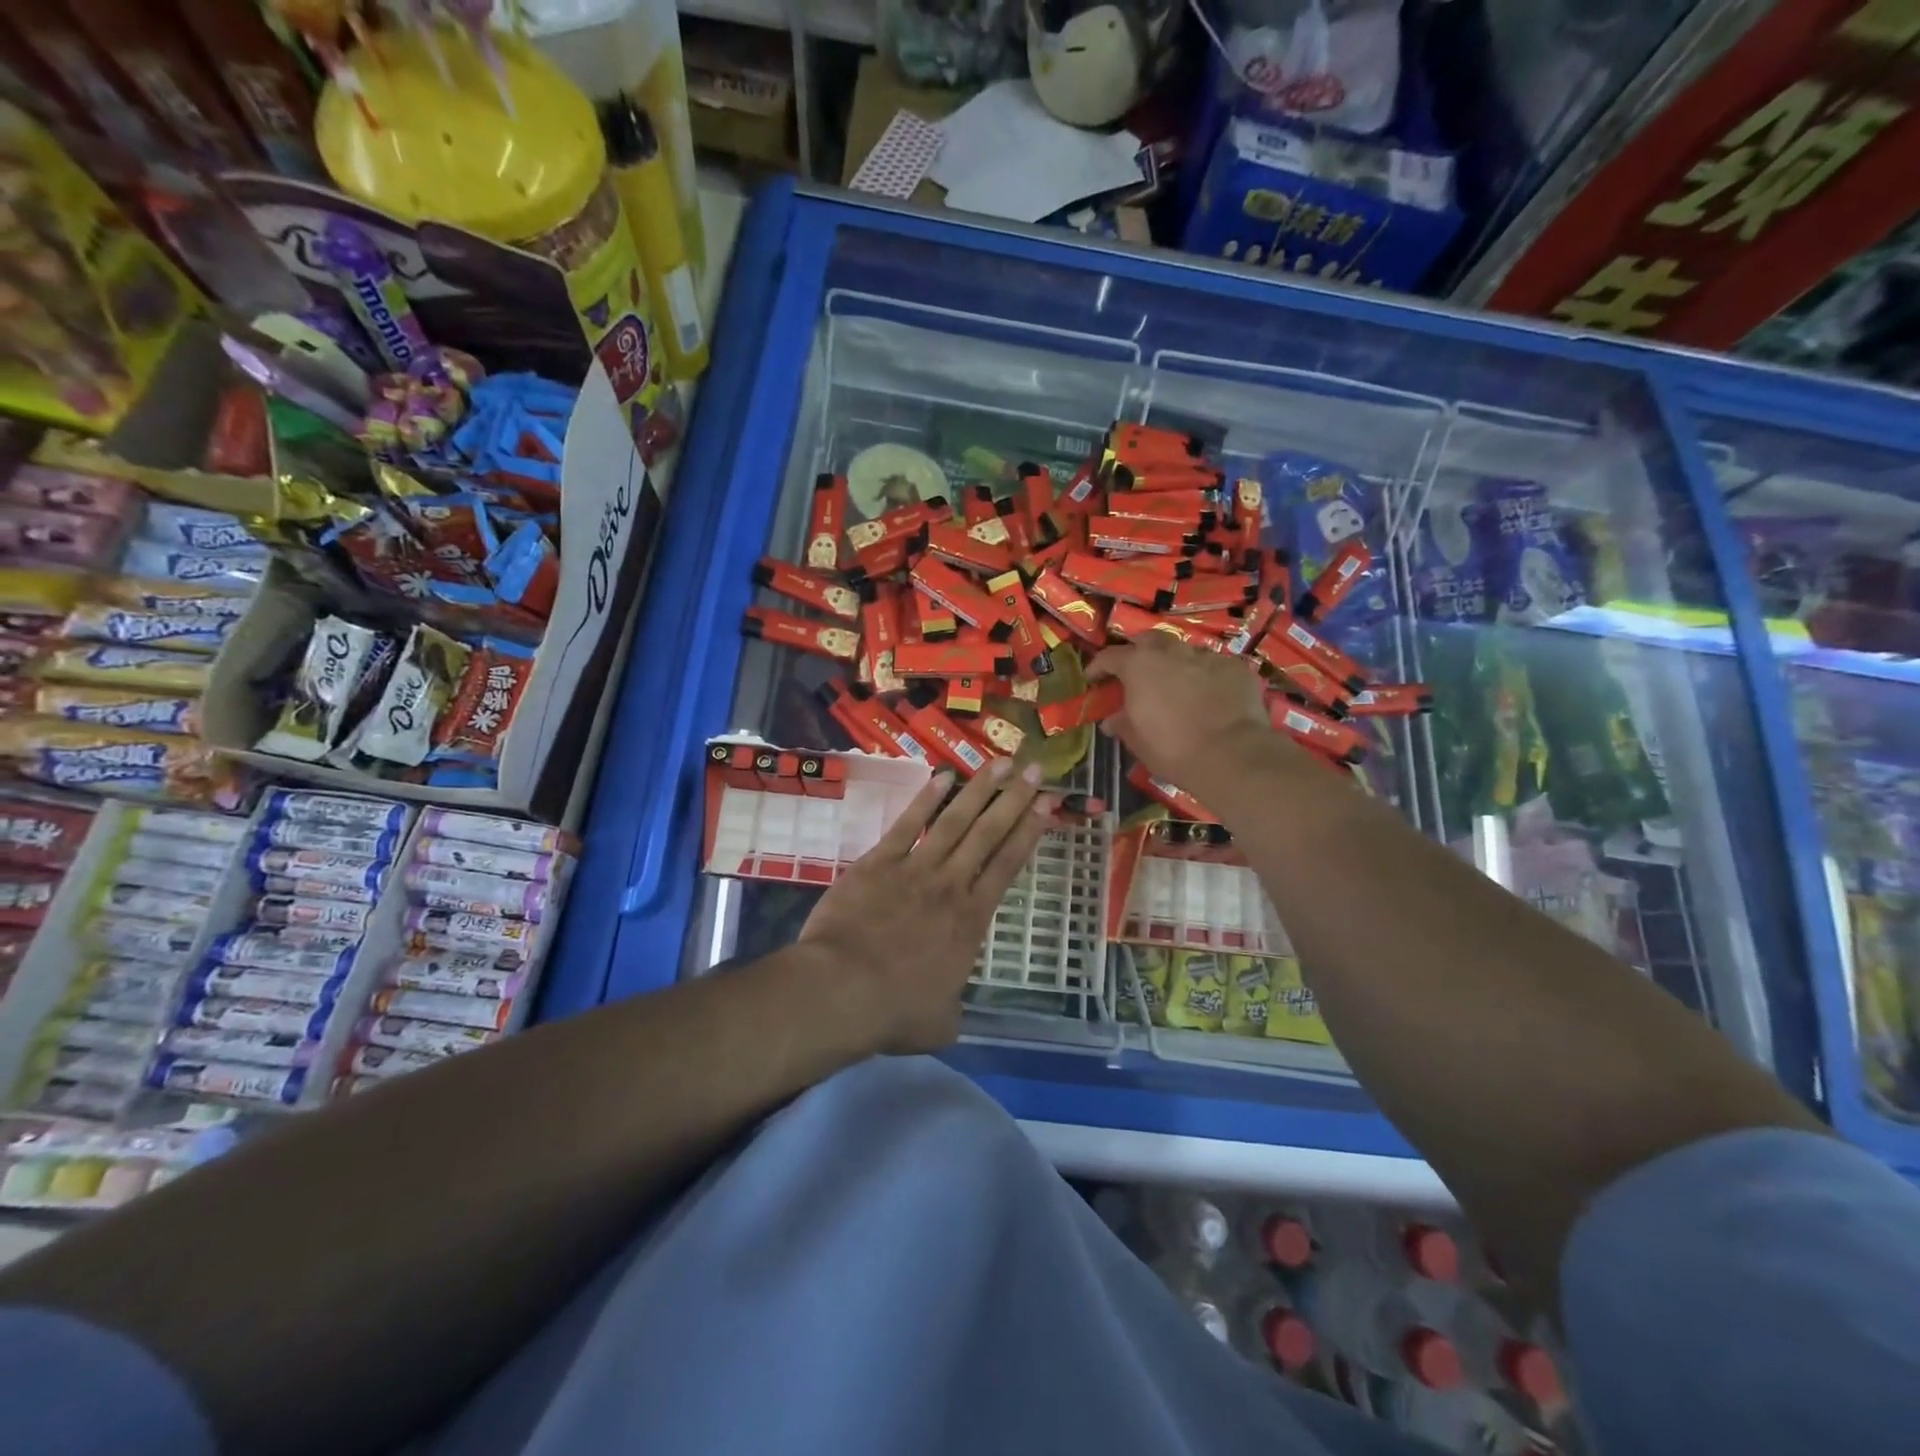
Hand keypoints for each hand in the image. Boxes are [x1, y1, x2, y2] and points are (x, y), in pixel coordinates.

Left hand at [799, 758, 1054, 1053]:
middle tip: (1034, 768)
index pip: (1009, 865)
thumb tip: (952, 1010)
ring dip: (979, 789)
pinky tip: (943, 775)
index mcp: (971, 920)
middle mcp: (951, 885)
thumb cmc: (894, 1011)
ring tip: (1001, 762)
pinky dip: (926, 798)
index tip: (1048, 804)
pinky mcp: (878, 862)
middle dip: (1014, 798)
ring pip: (954, 820)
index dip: (1030, 831)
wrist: (841, 990)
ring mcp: (914, 868)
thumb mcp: (940, 1023)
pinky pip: (907, 824)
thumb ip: (953, 1008)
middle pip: (988, 833)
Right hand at [1088, 634, 1270, 788]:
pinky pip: (1214, 666)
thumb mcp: (1137, 740)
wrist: (1232, 755)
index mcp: (1139, 665)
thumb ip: (1122, 723)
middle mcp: (1171, 651)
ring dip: (1174, 663)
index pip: (1110, 656)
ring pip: (1184, 651)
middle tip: (1136, 670)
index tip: (1093, 678)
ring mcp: (1207, 656)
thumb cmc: (1172, 749)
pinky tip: (1209, 694)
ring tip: (1175, 683)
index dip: (1098, 666)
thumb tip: (1111, 720)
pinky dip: (1206, 676)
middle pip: (1149, 640)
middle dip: (1139, 651)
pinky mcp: (1236, 667)